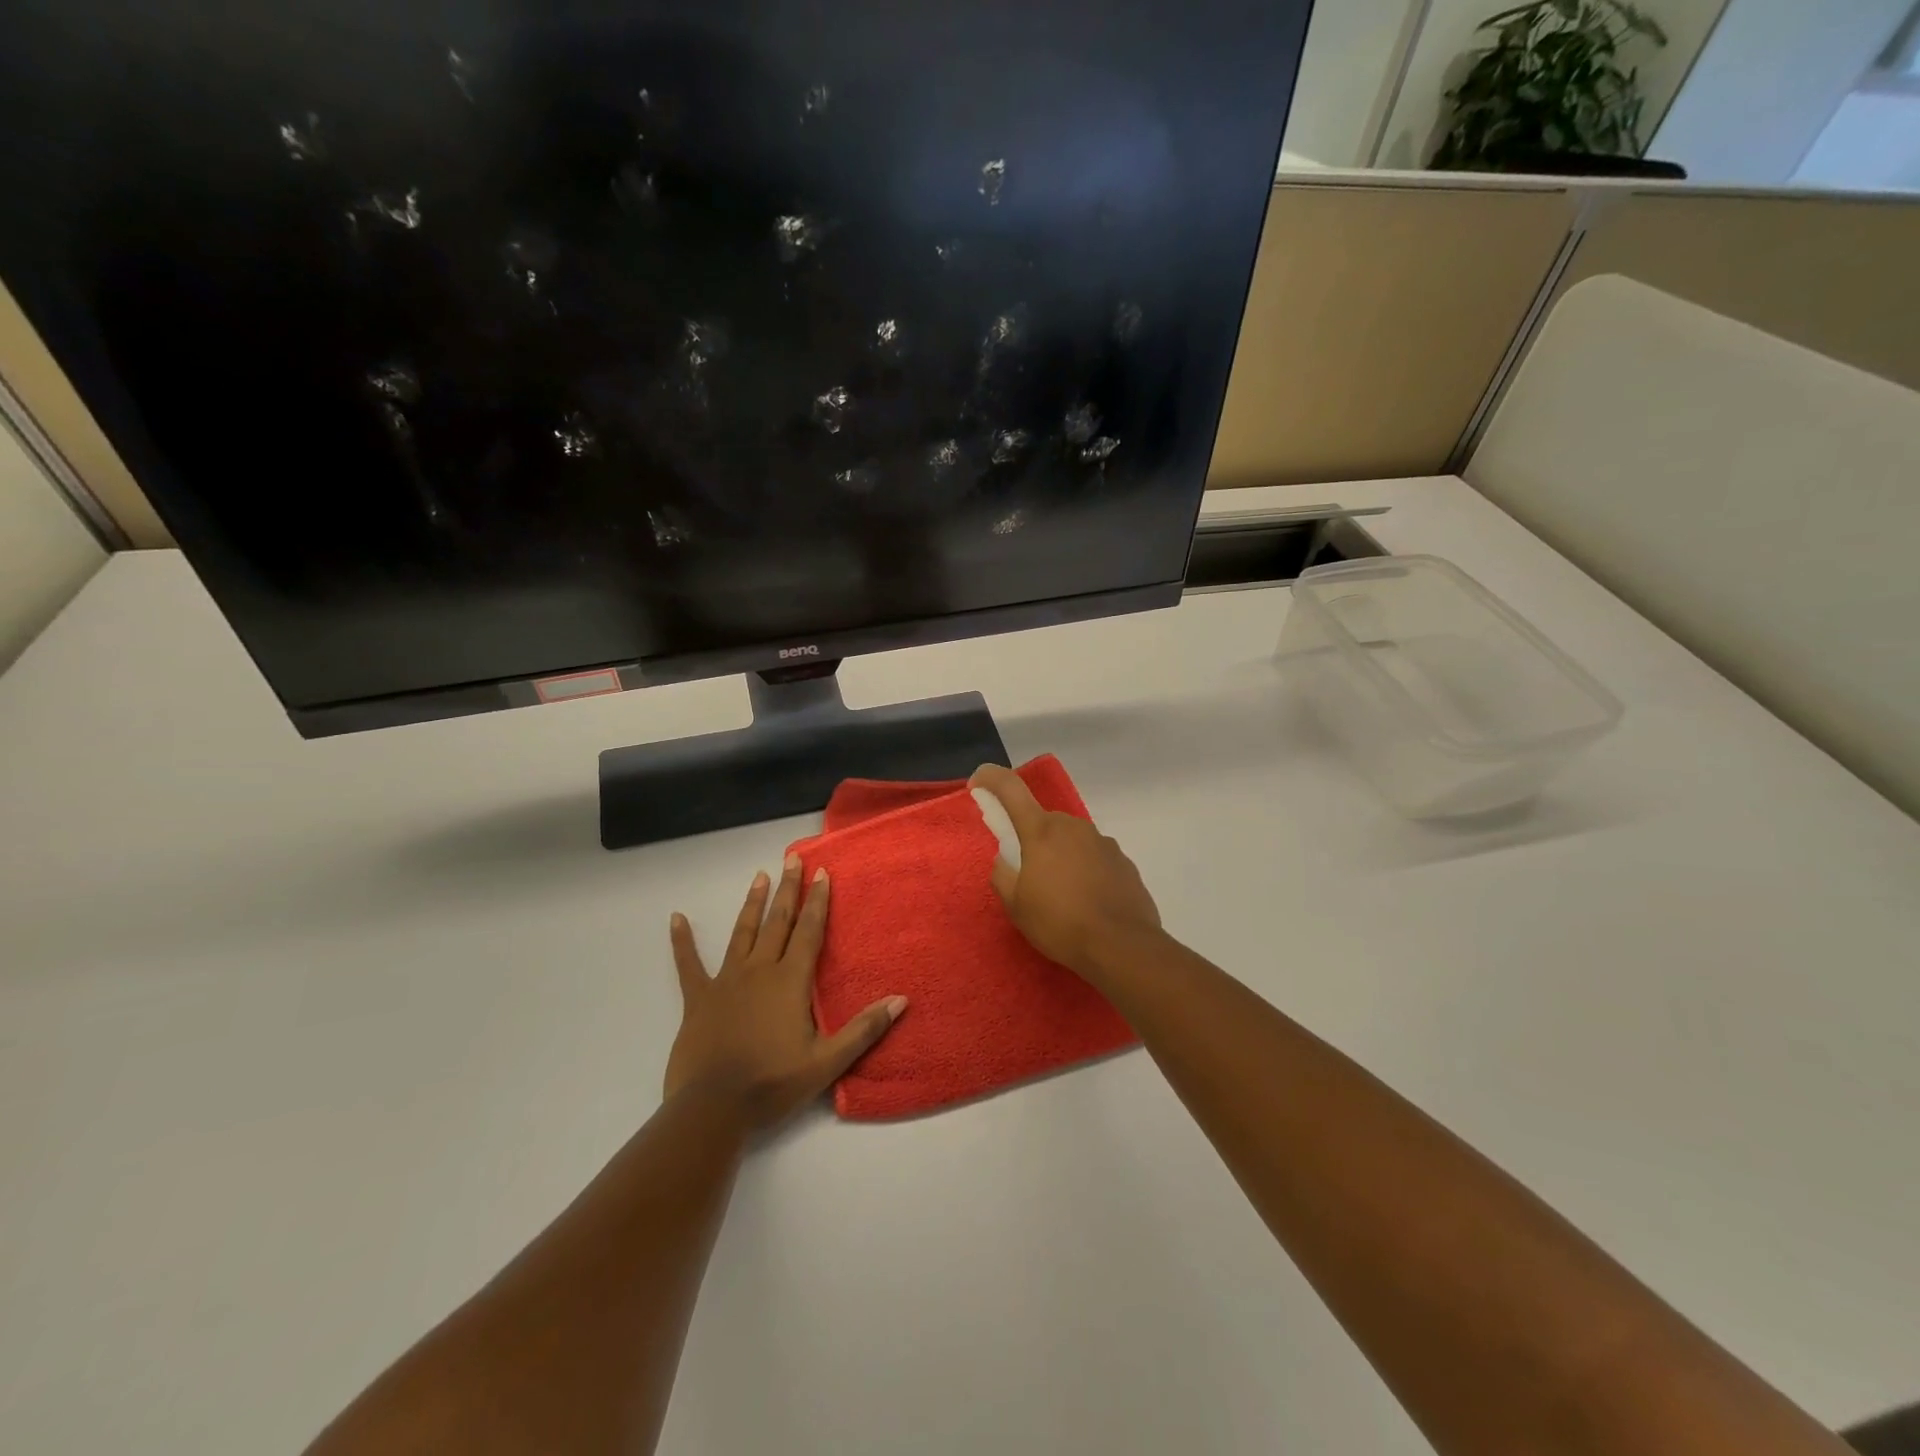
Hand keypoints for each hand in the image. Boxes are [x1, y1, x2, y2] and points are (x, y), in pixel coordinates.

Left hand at [665, 854, 906, 1130]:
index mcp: (790, 982)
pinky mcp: (698, 999)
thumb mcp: (827, 1062)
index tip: (821, 873)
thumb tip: (901, 999)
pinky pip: (689, 964)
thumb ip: (864, 1029)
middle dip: (787, 890)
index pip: (809, 932)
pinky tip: (676, 918)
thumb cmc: (773, 1083)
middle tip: (793, 859)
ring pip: (742, 933)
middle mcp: (759, 971)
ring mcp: (726, 982)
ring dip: (752, 904)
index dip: (817, 902)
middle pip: (777, 922)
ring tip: (760, 876)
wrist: (713, 1108)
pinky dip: (682, 942)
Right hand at [968, 764, 1161, 981]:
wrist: (1122, 946)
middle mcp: (1074, 826)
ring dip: (1061, 857)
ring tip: (1062, 897)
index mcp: (1042, 831)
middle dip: (1032, 840)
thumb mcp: (1016, 906)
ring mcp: (1103, 842)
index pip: (1010, 788)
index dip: (990, 778)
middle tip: (1028, 876)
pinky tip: (1087, 903)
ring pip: (1071, 840)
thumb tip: (1005, 859)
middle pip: (1043, 821)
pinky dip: (1085, 871)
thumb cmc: (1060, 923)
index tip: (977, 784)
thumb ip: (1003, 874)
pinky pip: (1094, 858)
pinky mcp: (1124, 861)